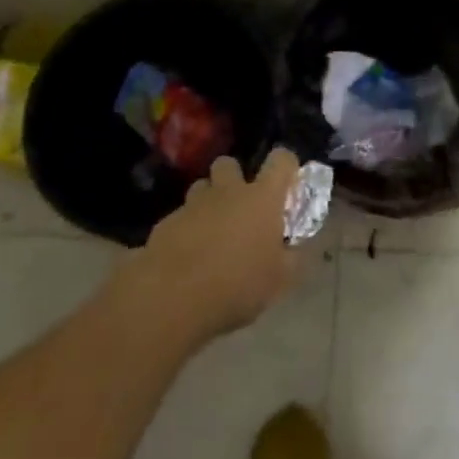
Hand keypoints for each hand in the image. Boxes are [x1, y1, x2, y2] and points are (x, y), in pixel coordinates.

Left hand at [127, 149, 302, 344]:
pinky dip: (186, 228)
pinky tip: (186, 256)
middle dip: (234, 178)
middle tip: (240, 207)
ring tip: (211, 230)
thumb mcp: (279, 280)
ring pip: (202, 187)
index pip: (281, 160)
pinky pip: (180, 217)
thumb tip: (293, 248)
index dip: (286, 166)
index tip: (287, 184)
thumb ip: (291, 257)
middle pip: (229, 163)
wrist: (172, 299)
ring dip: (208, 202)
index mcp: (262, 198)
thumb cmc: (237, 285)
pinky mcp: (166, 223)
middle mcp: (228, 191)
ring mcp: (194, 204)